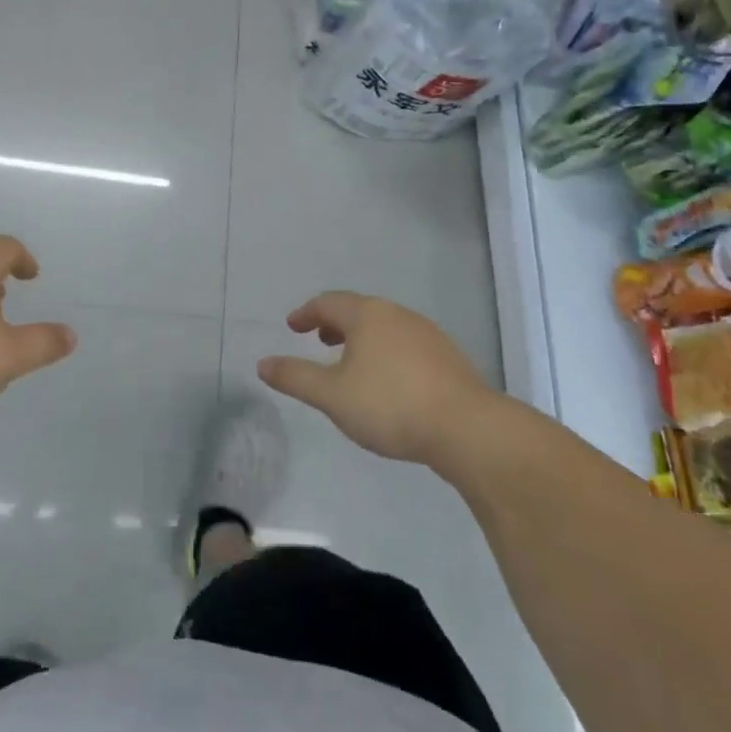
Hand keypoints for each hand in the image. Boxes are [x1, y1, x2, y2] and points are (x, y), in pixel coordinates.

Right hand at [257, 292, 504, 463]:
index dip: (306, 313)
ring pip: (384, 327)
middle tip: (318, 340)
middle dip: (334, 323)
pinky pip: (404, 344)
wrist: (467, 429)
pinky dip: (384, 351)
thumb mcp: (331, 395)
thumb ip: (294, 377)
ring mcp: (427, 334)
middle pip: (359, 310)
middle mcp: (397, 315)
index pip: (328, 303)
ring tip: (349, 361)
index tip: (292, 326)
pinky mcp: (448, 358)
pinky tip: (386, 380)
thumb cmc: (390, 405)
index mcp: (367, 315)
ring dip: (361, 338)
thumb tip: (262, 364)